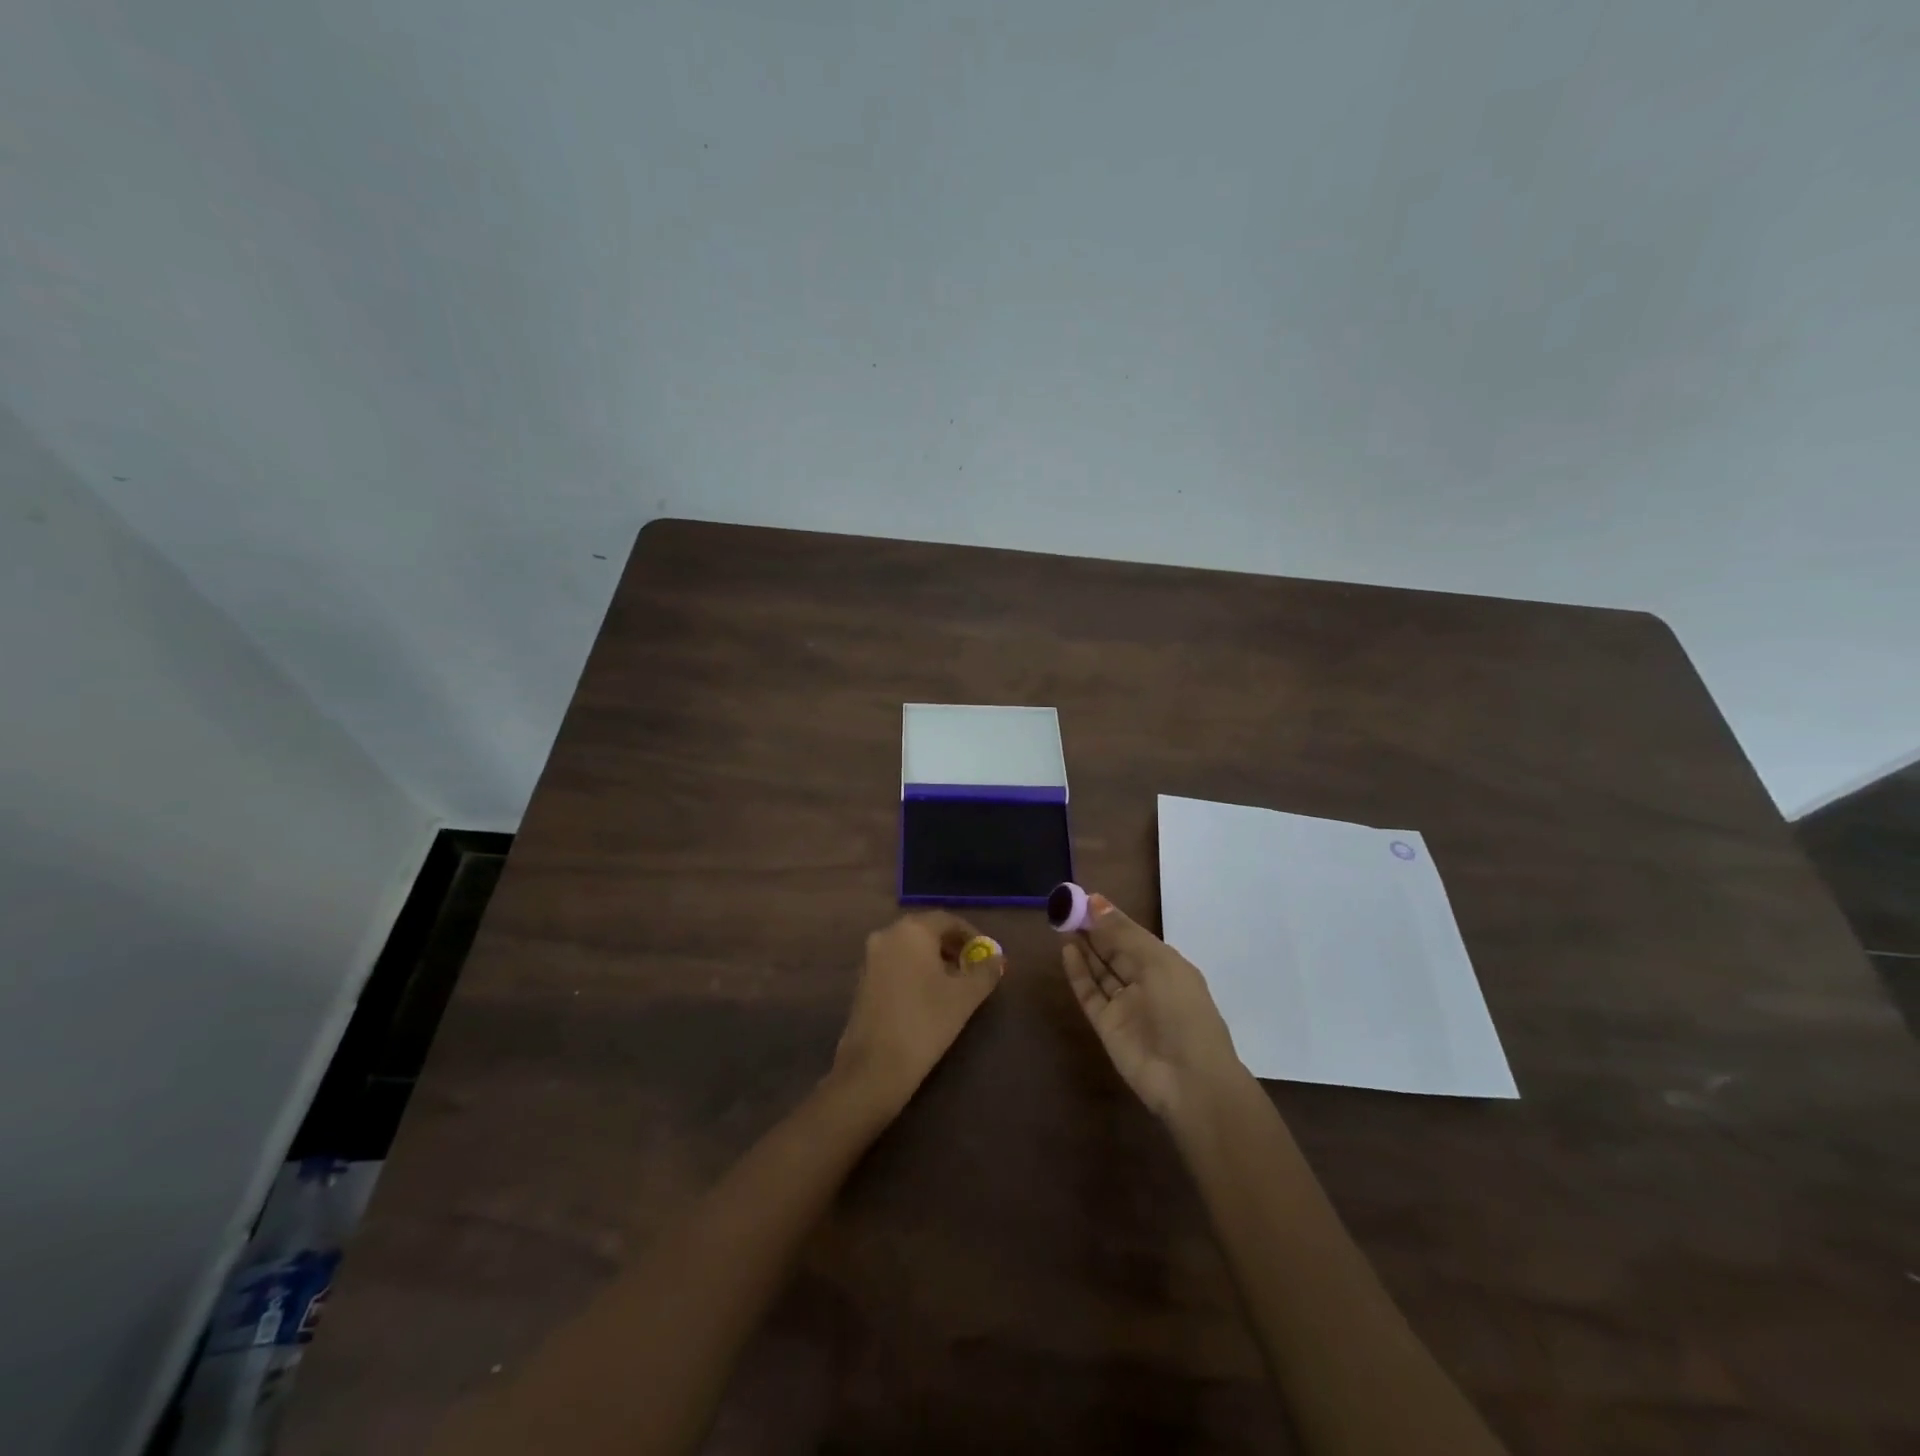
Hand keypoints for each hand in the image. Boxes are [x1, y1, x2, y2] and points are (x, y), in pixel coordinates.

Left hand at [832, 912, 1005, 1112]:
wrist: (874, 1066)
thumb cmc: (925, 1022)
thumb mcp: (965, 997)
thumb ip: (985, 971)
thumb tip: (998, 958)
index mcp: (912, 930)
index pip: (947, 919)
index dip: (970, 934)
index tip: (986, 954)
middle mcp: (887, 935)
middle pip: (926, 930)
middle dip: (951, 946)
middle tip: (972, 968)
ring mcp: (870, 957)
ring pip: (908, 947)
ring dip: (933, 958)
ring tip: (953, 984)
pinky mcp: (861, 980)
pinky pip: (894, 963)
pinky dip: (914, 970)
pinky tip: (927, 996)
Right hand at [1062, 893, 1245, 1120]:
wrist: (1188, 1080)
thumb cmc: (1182, 1011)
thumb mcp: (1157, 963)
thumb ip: (1123, 934)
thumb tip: (1095, 901)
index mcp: (1166, 965)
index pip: (1132, 935)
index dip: (1110, 917)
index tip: (1083, 898)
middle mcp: (1145, 982)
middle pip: (1114, 951)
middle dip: (1093, 929)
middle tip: (1066, 907)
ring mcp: (1125, 1006)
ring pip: (1101, 970)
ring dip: (1084, 948)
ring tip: (1062, 923)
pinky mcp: (1107, 1026)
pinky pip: (1090, 994)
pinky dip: (1079, 973)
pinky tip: (1067, 951)